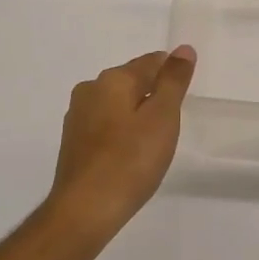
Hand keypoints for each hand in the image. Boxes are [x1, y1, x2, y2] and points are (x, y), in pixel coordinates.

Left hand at [45, 47, 196, 230]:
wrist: (85, 211)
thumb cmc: (130, 160)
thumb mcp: (163, 117)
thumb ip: (174, 81)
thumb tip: (183, 49)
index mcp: (112, 79)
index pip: (150, 62)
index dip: (172, 74)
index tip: (185, 96)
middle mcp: (90, 90)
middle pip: (131, 81)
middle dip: (153, 94)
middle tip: (173, 123)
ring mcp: (77, 118)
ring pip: (117, 104)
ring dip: (136, 114)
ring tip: (154, 142)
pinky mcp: (73, 143)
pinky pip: (105, 126)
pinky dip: (121, 133)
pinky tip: (131, 155)